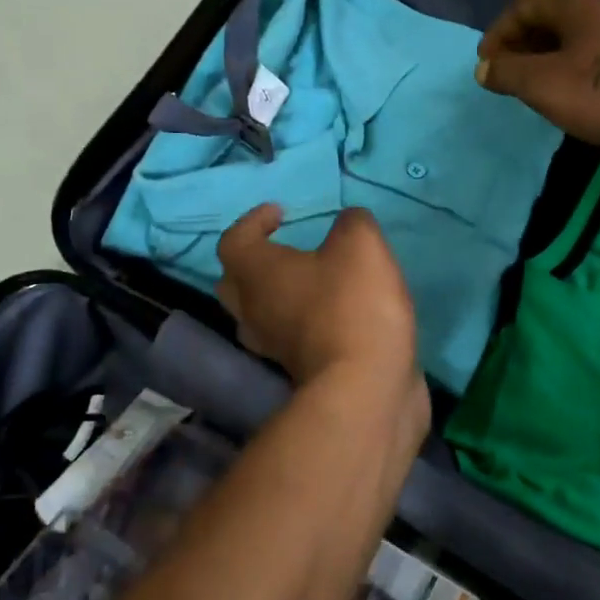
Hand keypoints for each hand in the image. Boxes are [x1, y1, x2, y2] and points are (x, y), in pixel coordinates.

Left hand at [217, 205, 423, 392]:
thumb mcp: (360, 245)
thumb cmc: (352, 305)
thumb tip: (348, 223)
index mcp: (256, 273)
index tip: (281, 212)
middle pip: (234, 283)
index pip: (234, 240)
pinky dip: (301, 322)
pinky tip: (332, 313)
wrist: (366, 386)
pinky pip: (288, 338)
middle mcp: (253, 311)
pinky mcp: (298, 371)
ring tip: (306, 282)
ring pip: (257, 315)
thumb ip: (351, 223)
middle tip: (282, 249)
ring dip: (274, 296)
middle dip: (254, 262)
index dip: (253, 221)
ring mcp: (272, 347)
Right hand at [475, 0, 599, 157]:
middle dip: (521, 44)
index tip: (486, 66)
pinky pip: (597, 44)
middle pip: (549, 14)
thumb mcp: (542, 85)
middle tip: (507, 75)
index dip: (498, 34)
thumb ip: (506, 72)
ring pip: (575, 30)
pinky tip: (571, 86)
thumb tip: (484, 68)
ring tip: (534, 84)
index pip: (522, 5)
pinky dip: (574, 60)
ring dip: (547, 53)